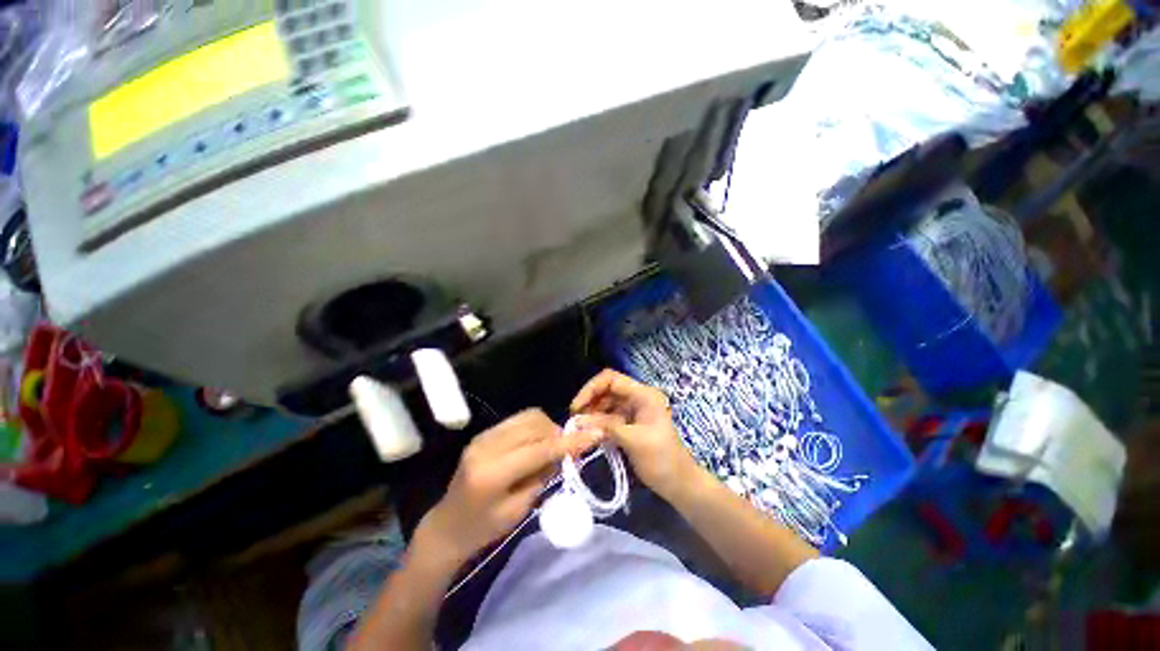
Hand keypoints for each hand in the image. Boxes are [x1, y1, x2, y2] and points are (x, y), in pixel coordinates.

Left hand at [418, 409, 600, 564]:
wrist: (447, 525)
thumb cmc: (484, 529)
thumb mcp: (519, 509)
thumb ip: (542, 475)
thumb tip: (562, 450)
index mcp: (493, 473)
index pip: (540, 449)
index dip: (569, 442)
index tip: (594, 434)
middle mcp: (487, 446)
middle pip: (535, 425)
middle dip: (557, 434)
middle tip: (565, 452)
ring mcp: (484, 435)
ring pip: (528, 416)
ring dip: (546, 428)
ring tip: (548, 449)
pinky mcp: (484, 432)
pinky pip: (518, 419)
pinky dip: (534, 427)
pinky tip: (534, 444)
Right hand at [571, 369, 697, 498]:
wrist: (679, 484)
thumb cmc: (661, 460)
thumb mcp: (633, 440)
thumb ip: (605, 426)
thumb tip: (578, 420)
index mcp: (643, 394)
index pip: (612, 379)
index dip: (591, 389)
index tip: (576, 407)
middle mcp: (638, 397)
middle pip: (607, 389)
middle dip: (590, 401)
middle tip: (575, 420)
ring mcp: (634, 411)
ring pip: (606, 403)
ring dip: (592, 413)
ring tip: (579, 428)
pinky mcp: (630, 424)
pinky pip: (609, 417)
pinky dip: (598, 423)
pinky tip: (589, 433)